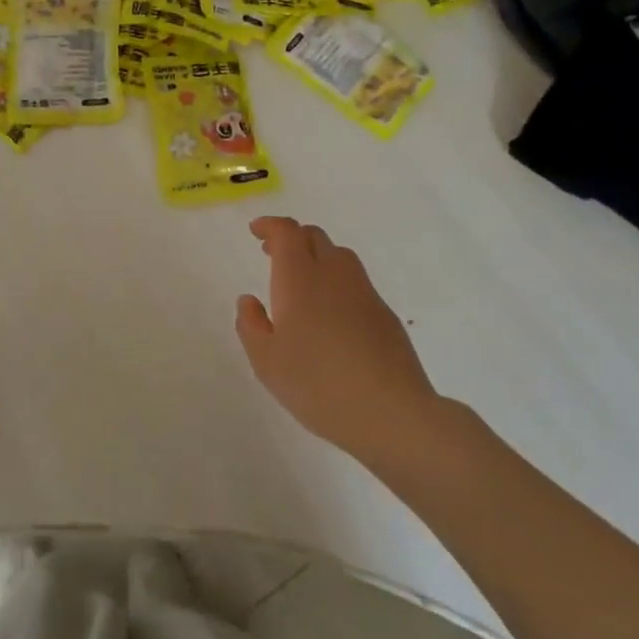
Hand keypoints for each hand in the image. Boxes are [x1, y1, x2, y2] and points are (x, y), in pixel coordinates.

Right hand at [235, 216, 438, 466]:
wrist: (390, 412)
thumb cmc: (316, 385)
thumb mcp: (266, 362)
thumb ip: (251, 326)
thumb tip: (249, 300)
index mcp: (300, 279)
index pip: (287, 233)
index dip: (270, 226)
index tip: (256, 231)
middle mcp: (334, 275)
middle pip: (314, 237)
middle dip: (292, 238)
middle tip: (272, 254)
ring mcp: (364, 293)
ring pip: (339, 256)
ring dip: (316, 257)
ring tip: (301, 282)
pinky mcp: (385, 314)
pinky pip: (355, 283)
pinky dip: (336, 282)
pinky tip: (330, 314)